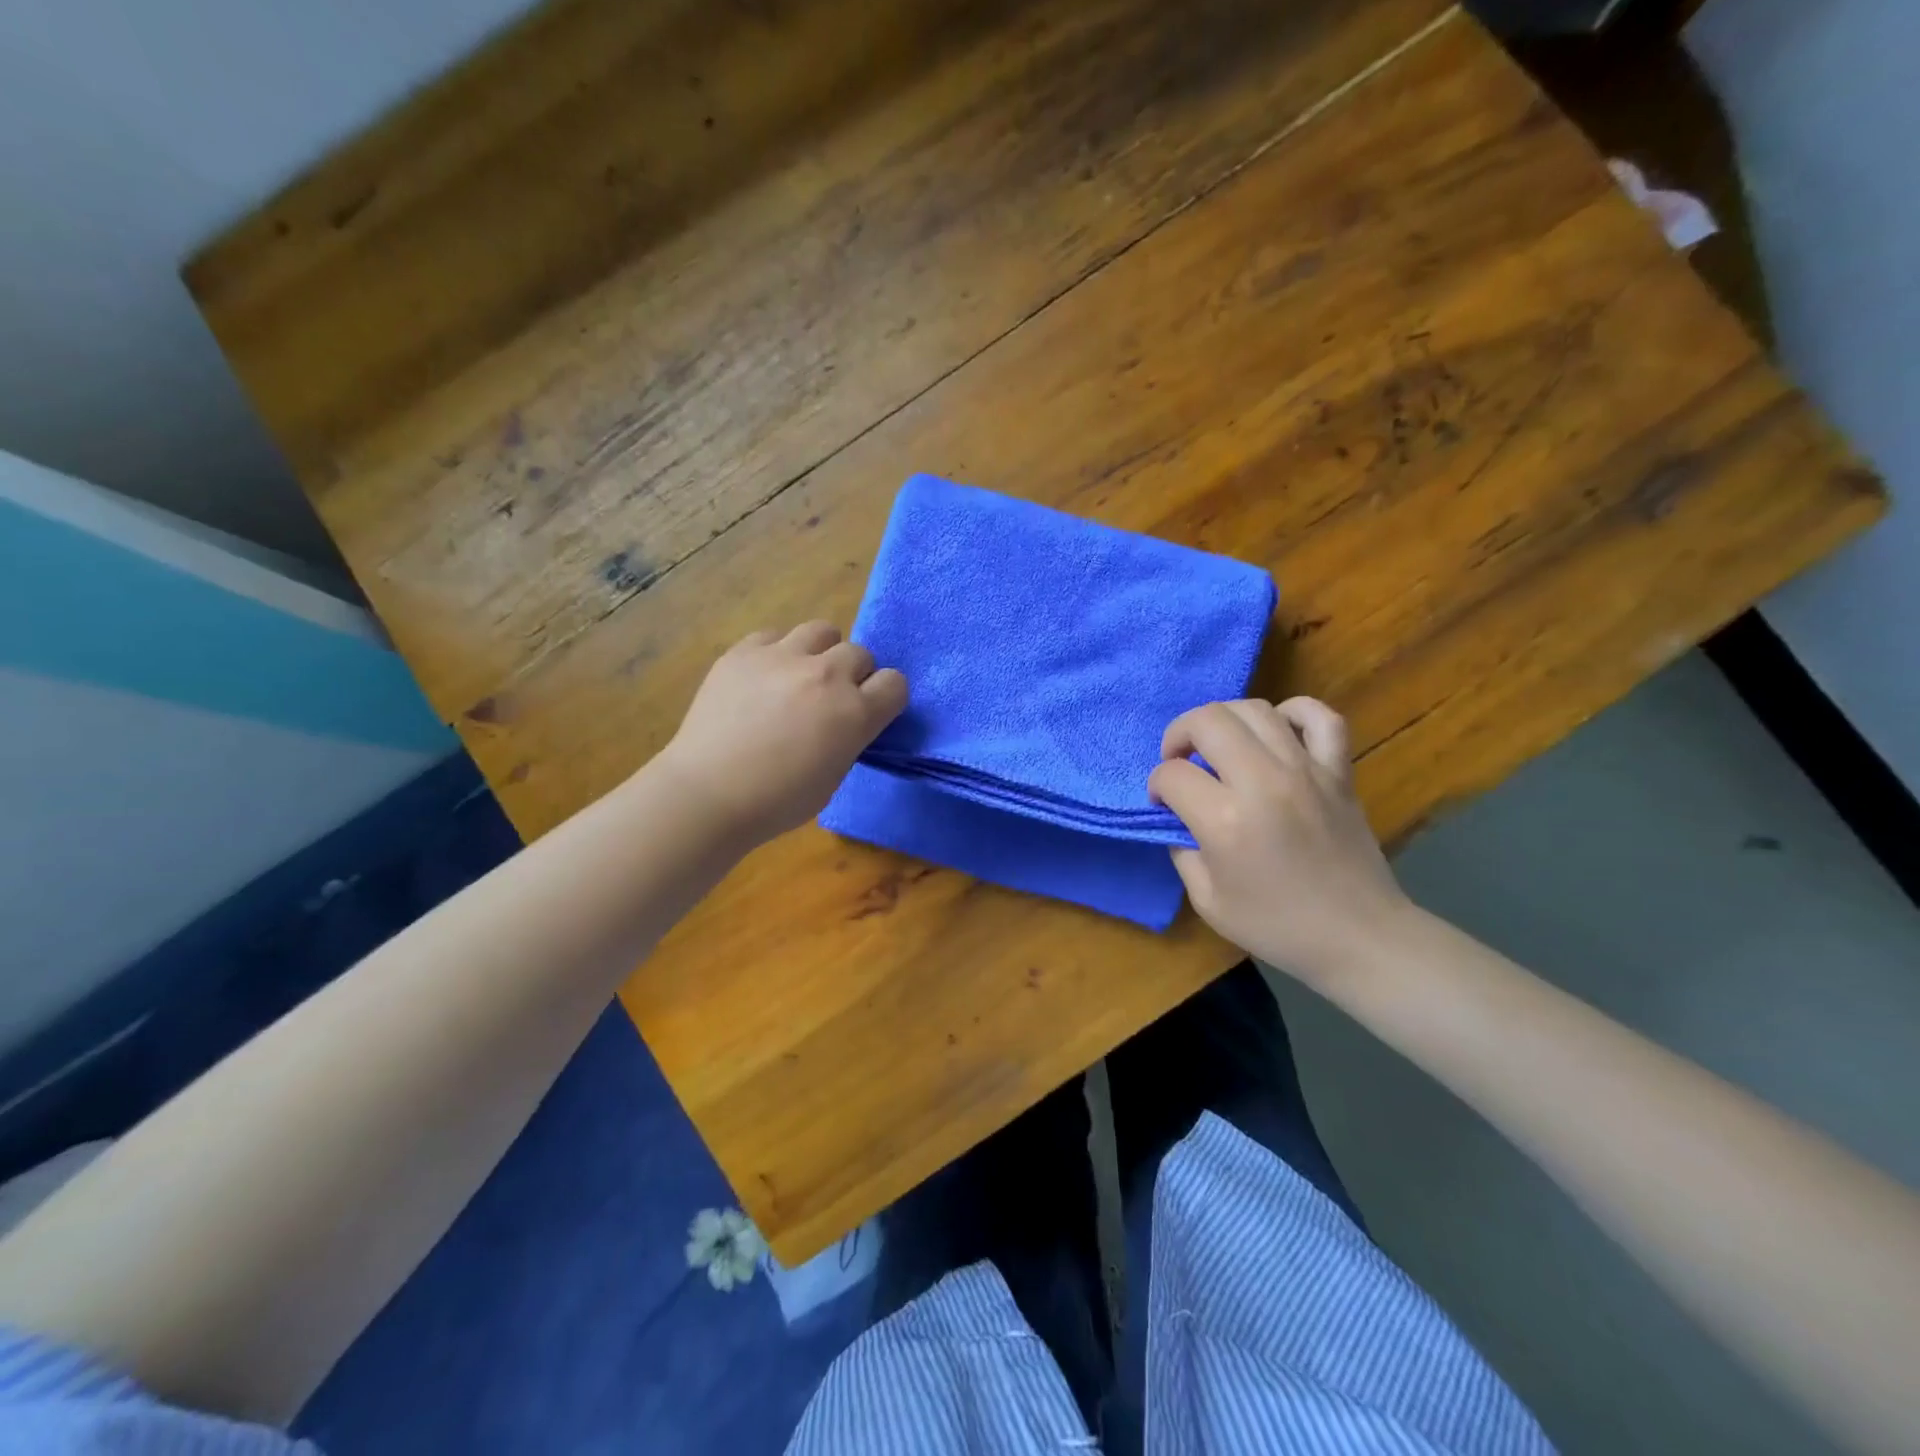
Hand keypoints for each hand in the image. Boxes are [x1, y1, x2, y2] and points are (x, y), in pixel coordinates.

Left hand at [662, 622, 907, 844]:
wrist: (707, 794)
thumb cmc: (776, 802)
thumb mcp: (833, 776)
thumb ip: (849, 738)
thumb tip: (845, 720)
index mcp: (855, 713)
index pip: (895, 683)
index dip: (884, 697)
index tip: (870, 711)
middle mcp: (826, 675)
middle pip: (859, 653)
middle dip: (853, 674)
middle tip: (830, 699)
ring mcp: (782, 657)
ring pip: (821, 630)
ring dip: (820, 652)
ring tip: (800, 676)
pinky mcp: (744, 652)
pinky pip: (774, 636)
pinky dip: (776, 653)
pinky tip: (762, 677)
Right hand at [1148, 698, 1412, 988]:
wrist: (1359, 937)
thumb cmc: (1277, 926)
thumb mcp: (1207, 900)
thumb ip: (1182, 849)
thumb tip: (1179, 816)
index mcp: (1225, 820)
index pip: (1171, 774)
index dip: (1157, 786)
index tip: (1163, 804)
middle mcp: (1263, 782)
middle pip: (1207, 721)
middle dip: (1179, 735)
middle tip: (1180, 762)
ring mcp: (1306, 770)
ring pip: (1254, 710)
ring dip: (1223, 721)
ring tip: (1219, 747)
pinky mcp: (1339, 771)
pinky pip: (1320, 717)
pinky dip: (1294, 712)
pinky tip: (1277, 730)